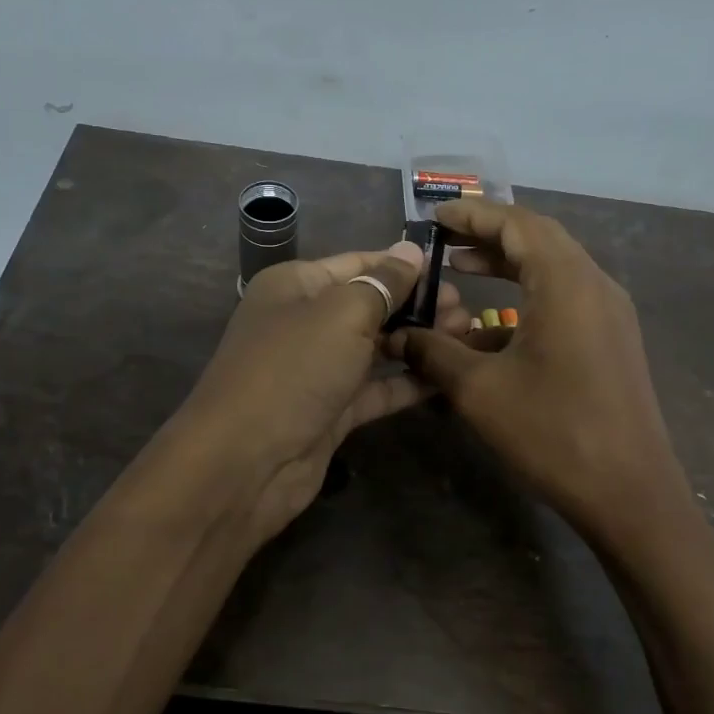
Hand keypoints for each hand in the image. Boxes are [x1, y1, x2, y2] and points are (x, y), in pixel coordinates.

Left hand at [179, 242, 465, 545]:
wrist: (246, 463)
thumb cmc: (293, 369)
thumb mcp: (342, 315)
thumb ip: (383, 283)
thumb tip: (410, 250)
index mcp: (296, 285)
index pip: (358, 264)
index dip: (402, 265)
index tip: (450, 270)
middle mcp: (305, 322)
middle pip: (370, 305)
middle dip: (417, 304)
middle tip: (467, 310)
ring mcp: (318, 369)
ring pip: (376, 348)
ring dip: (418, 341)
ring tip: (467, 336)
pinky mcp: (331, 411)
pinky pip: (376, 388)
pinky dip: (408, 382)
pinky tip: (447, 375)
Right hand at [397, 202, 692, 545]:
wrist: (630, 494)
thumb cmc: (553, 433)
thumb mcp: (480, 391)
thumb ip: (434, 354)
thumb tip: (397, 336)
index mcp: (566, 282)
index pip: (517, 223)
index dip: (473, 215)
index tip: (434, 216)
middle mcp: (595, 285)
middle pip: (538, 239)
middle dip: (489, 235)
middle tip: (444, 240)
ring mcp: (609, 313)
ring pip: (553, 269)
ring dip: (509, 264)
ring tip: (462, 268)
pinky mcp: (612, 340)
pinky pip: (566, 300)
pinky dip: (527, 299)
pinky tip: (491, 329)